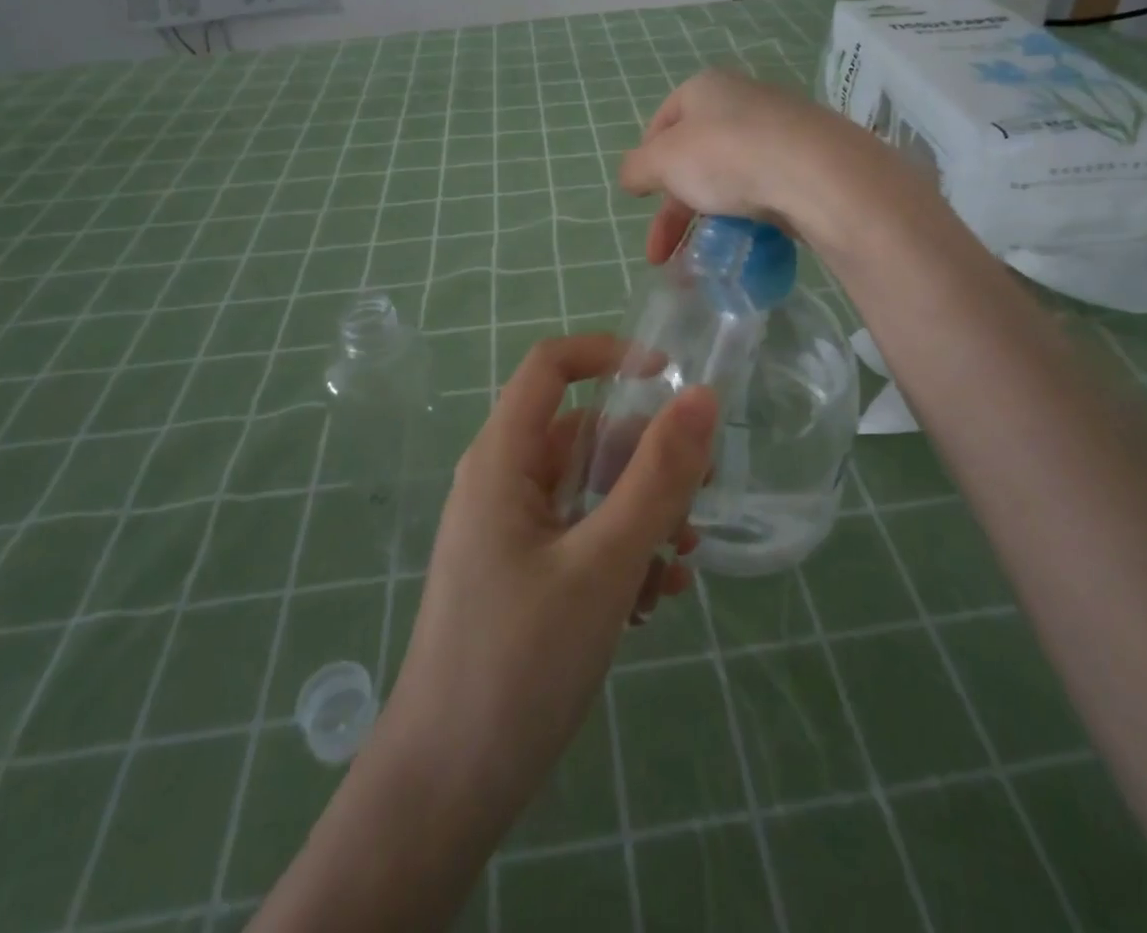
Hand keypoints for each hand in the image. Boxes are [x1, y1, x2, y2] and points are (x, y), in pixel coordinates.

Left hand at [384, 335, 716, 830]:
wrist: (444, 792)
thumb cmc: (518, 663)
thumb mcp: (604, 563)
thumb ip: (657, 478)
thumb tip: (703, 397)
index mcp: (503, 459)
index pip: (551, 366)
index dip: (609, 355)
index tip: (672, 379)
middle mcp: (503, 483)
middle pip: (584, 434)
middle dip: (646, 460)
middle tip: (700, 502)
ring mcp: (511, 532)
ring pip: (590, 491)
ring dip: (642, 515)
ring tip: (682, 567)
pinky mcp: (523, 575)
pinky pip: (581, 537)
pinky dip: (622, 553)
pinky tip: (654, 602)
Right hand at [617, 69, 896, 262]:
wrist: (817, 174)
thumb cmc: (726, 155)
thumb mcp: (663, 161)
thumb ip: (636, 168)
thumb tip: (630, 177)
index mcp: (705, 89)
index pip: (663, 121)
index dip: (647, 161)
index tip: (641, 198)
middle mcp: (743, 101)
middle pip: (695, 157)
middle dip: (673, 209)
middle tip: (661, 251)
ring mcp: (780, 131)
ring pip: (729, 177)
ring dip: (706, 219)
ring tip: (698, 261)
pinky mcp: (807, 163)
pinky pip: (764, 190)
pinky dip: (745, 217)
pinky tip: (741, 241)